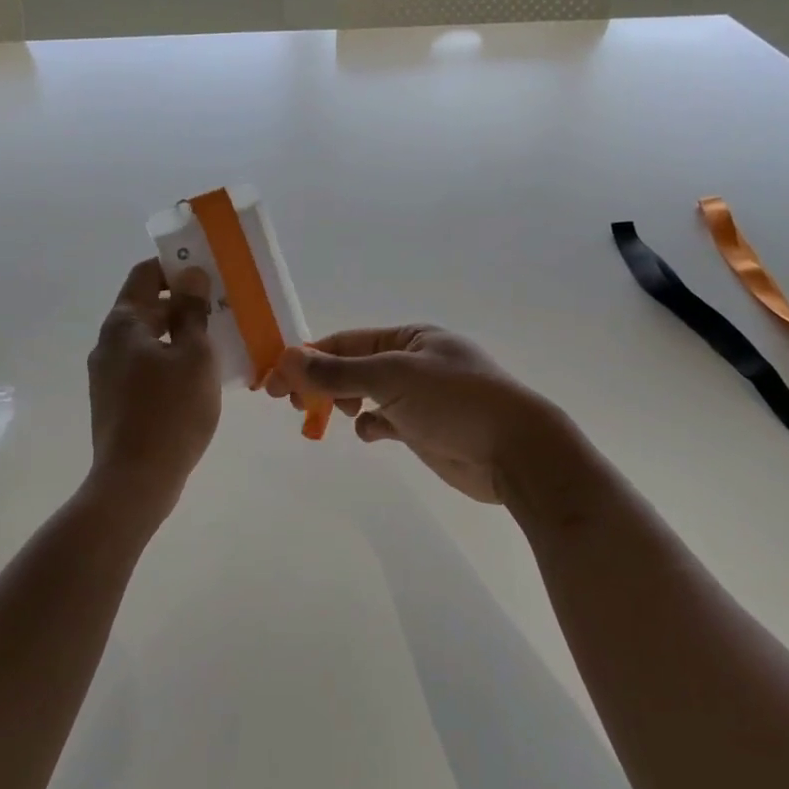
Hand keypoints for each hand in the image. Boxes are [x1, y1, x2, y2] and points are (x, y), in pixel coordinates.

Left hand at [87, 259, 221, 506]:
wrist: (135, 480)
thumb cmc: (171, 412)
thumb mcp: (194, 357)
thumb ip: (192, 312)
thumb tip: (191, 276)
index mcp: (123, 324)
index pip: (145, 275)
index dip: (175, 267)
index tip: (208, 271)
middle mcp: (108, 343)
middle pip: (145, 307)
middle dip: (182, 303)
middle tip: (221, 308)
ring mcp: (106, 374)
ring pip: (146, 340)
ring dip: (178, 334)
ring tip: (215, 342)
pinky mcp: (113, 400)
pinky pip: (144, 366)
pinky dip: (168, 360)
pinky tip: (195, 377)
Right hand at [263, 326, 555, 502]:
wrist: (515, 451)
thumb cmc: (455, 401)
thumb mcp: (392, 377)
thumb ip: (338, 372)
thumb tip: (287, 359)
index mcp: (409, 337)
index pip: (346, 341)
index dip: (307, 358)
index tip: (273, 380)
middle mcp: (413, 362)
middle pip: (352, 367)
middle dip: (321, 381)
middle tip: (291, 402)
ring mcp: (420, 396)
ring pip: (366, 394)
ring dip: (343, 402)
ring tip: (324, 415)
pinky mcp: (424, 428)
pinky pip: (385, 421)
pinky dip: (372, 425)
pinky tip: (371, 433)